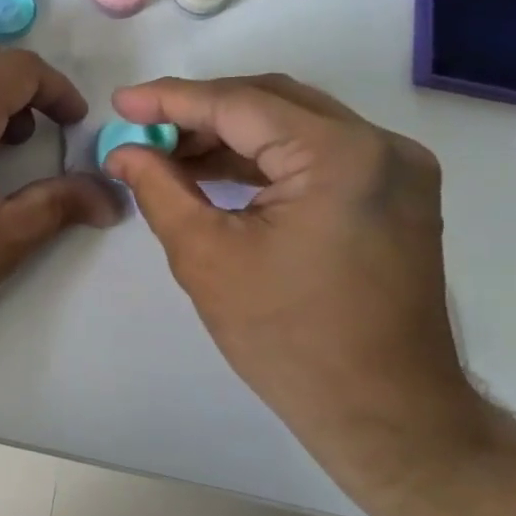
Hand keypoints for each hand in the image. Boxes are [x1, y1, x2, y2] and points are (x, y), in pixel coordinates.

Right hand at [102, 75, 489, 493]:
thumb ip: (159, 188)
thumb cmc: (289, 340)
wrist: (387, 416)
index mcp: (340, 156)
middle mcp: (380, 146)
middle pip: (270, 102)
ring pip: (293, 124)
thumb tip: (123, 150)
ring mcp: (395, 168)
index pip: (239, 103)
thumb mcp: (206, 257)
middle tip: (142, 129)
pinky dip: (263, 158)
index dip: (171, 99)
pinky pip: (316, 153)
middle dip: (199, 112)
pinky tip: (215, 172)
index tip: (120, 102)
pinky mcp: (393, 193)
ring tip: (168, 153)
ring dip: (230, 134)